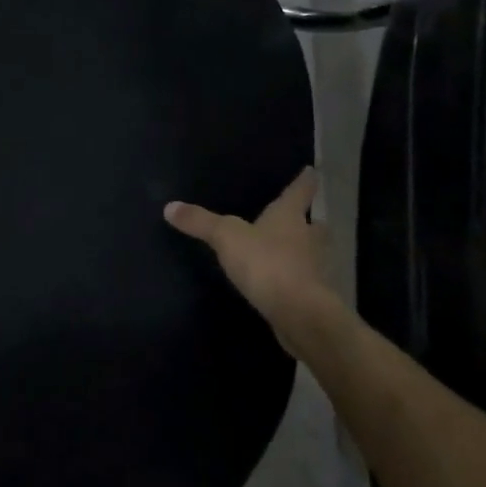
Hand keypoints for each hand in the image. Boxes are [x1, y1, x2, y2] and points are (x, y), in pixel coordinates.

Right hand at [164, 168, 340, 349]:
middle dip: (311, 223)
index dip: (305, 181)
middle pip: (316, 226)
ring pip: (315, 255)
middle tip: (306, 220)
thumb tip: (169, 206)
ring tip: (292, 253)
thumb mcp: (226, 237)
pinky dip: (299, 281)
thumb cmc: (266, 263)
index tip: (312, 172)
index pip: (299, 192)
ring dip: (307, 253)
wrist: (300, 314)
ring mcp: (316, 270)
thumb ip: (200, 222)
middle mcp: (309, 239)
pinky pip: (308, 283)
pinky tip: (285, 286)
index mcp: (289, 217)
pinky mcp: (315, 298)